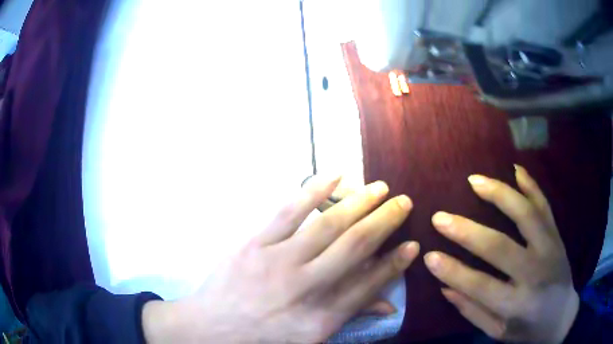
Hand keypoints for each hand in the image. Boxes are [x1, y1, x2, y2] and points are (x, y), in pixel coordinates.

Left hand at [143, 175, 418, 342]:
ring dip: (359, 202)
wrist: (210, 328)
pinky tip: (335, 176)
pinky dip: (314, 190)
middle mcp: (305, 286)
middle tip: (405, 203)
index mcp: (321, 316)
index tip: (413, 245)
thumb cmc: (263, 338)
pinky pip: (288, 211)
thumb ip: (348, 316)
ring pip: (328, 225)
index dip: (395, 263)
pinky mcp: (254, 243)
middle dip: (386, 222)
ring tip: (381, 188)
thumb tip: (388, 305)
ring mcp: (277, 261)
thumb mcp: (310, 338)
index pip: (370, 283)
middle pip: (356, 247)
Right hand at [424, 165, 578, 342]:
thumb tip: (445, 287)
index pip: (480, 286)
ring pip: (525, 214)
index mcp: (518, 305)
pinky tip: (515, 169)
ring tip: (474, 180)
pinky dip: (531, 185)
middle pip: (500, 246)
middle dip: (467, 231)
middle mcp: (536, 273)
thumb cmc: (528, 331)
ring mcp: (550, 249)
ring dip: (499, 194)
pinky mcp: (557, 236)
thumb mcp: (498, 332)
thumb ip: (473, 311)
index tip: (428, 255)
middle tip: (440, 217)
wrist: (562, 316)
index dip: (453, 271)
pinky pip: (544, 205)